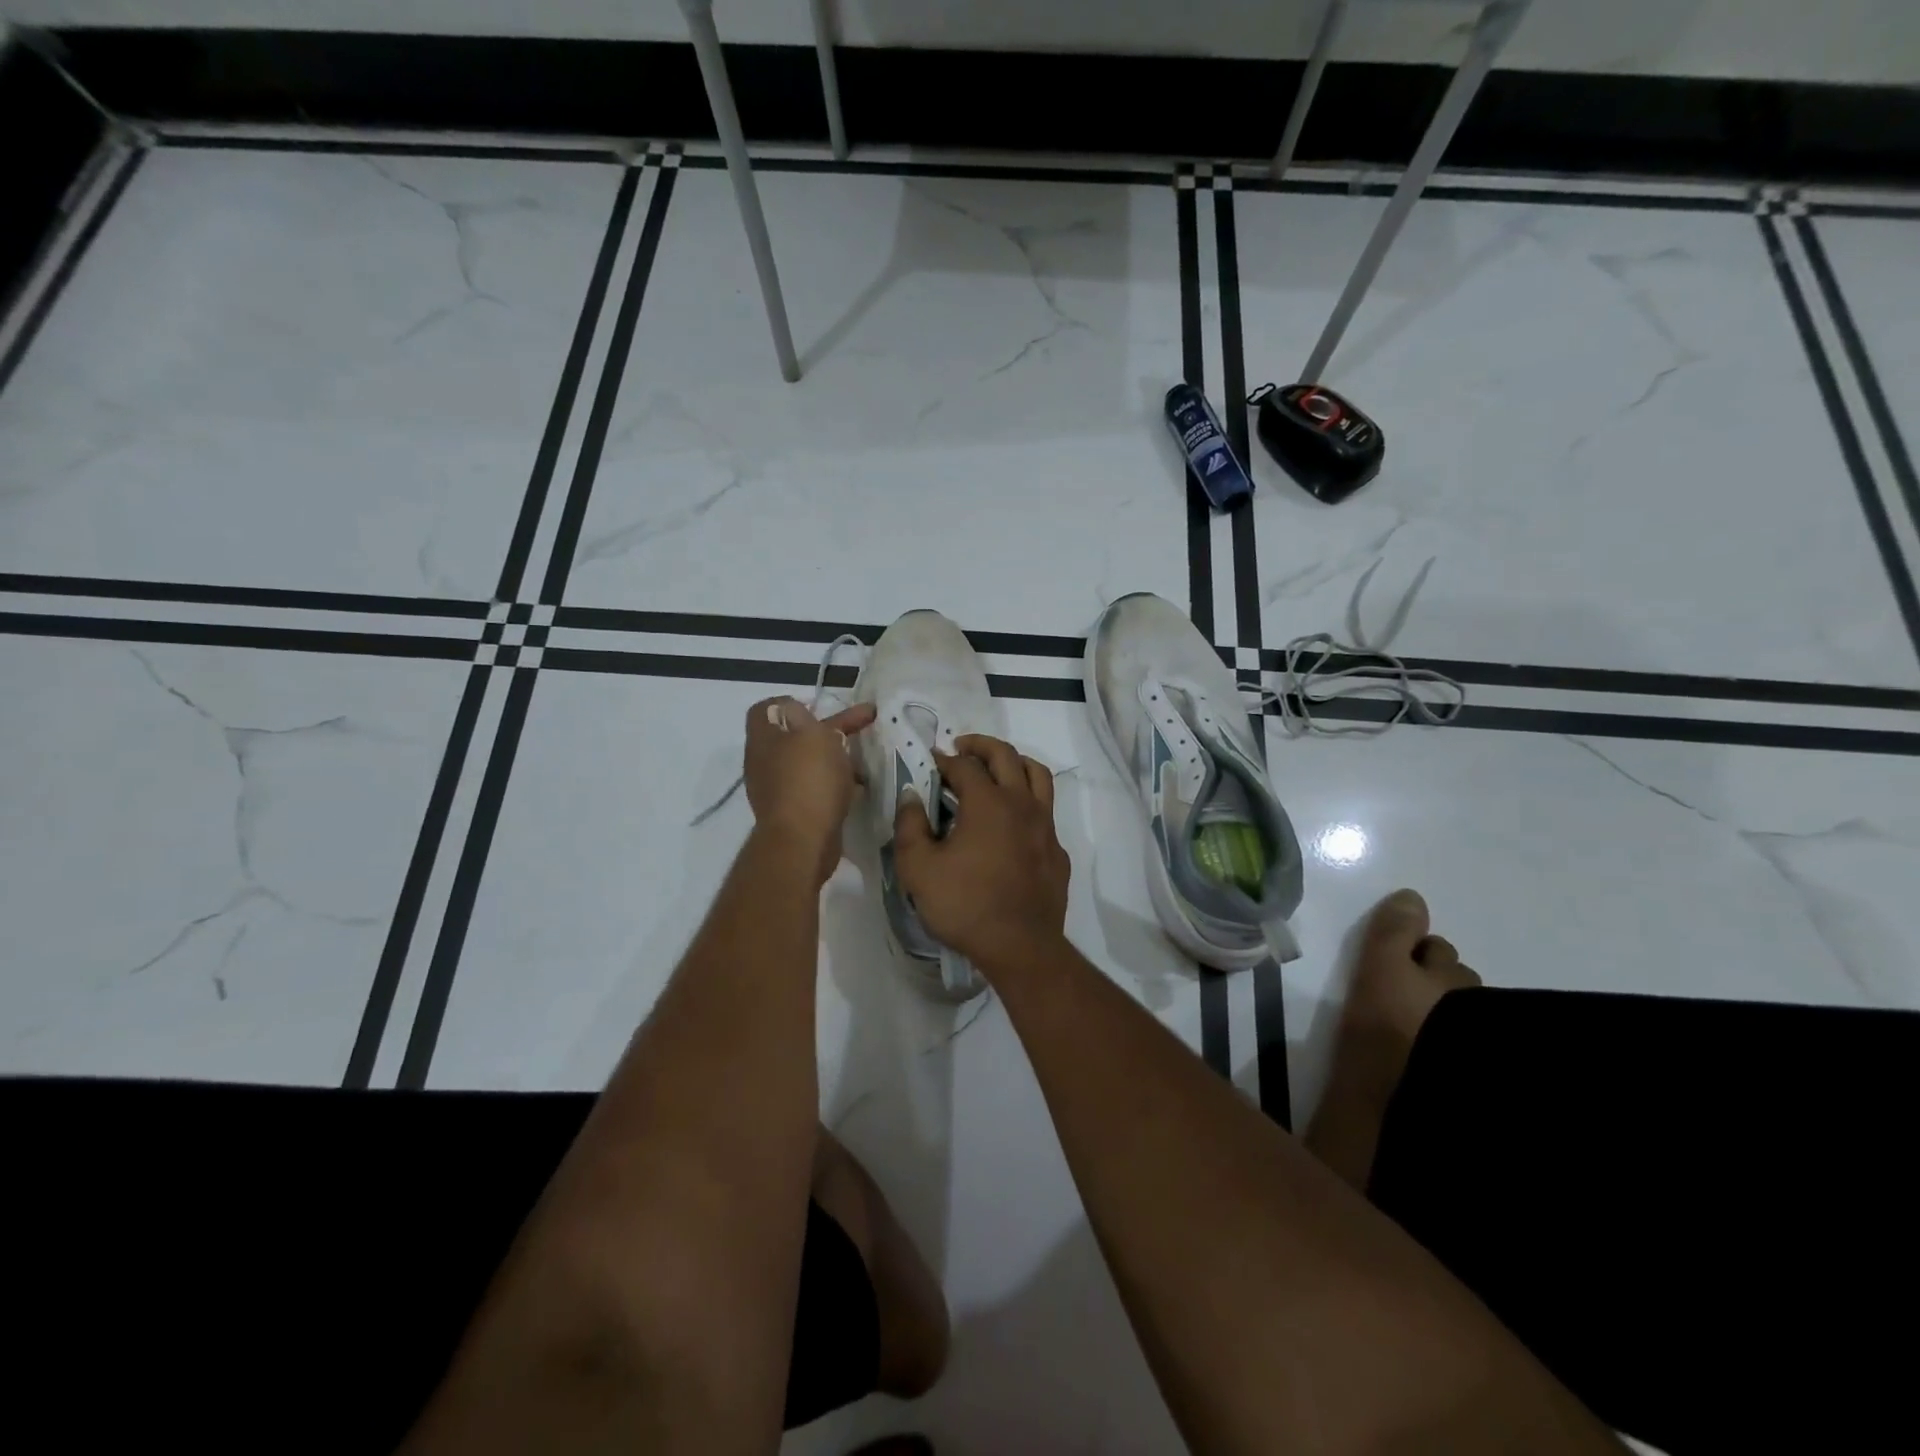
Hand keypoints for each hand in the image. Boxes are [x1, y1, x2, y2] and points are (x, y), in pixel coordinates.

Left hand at [743, 696, 876, 885]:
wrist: (803, 841)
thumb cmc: (808, 780)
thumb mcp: (811, 734)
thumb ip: (803, 717)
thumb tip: (793, 712)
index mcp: (763, 739)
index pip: (766, 709)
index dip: (791, 702)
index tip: (819, 707)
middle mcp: (764, 763)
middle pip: (793, 736)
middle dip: (826, 730)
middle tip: (858, 727)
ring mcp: (778, 790)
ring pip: (808, 763)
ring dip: (834, 758)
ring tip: (863, 759)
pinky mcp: (794, 813)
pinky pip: (815, 788)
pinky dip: (835, 783)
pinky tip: (857, 787)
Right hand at [891, 734, 1070, 975]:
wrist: (1020, 946)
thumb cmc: (964, 905)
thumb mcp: (918, 869)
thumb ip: (910, 826)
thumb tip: (911, 796)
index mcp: (988, 802)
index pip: (965, 766)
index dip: (944, 759)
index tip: (931, 761)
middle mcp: (1021, 803)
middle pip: (1006, 755)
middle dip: (981, 745)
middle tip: (962, 748)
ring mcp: (1045, 826)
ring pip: (1037, 775)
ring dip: (1014, 763)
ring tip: (996, 769)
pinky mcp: (1057, 850)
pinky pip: (1046, 811)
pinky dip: (1029, 802)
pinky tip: (1014, 821)